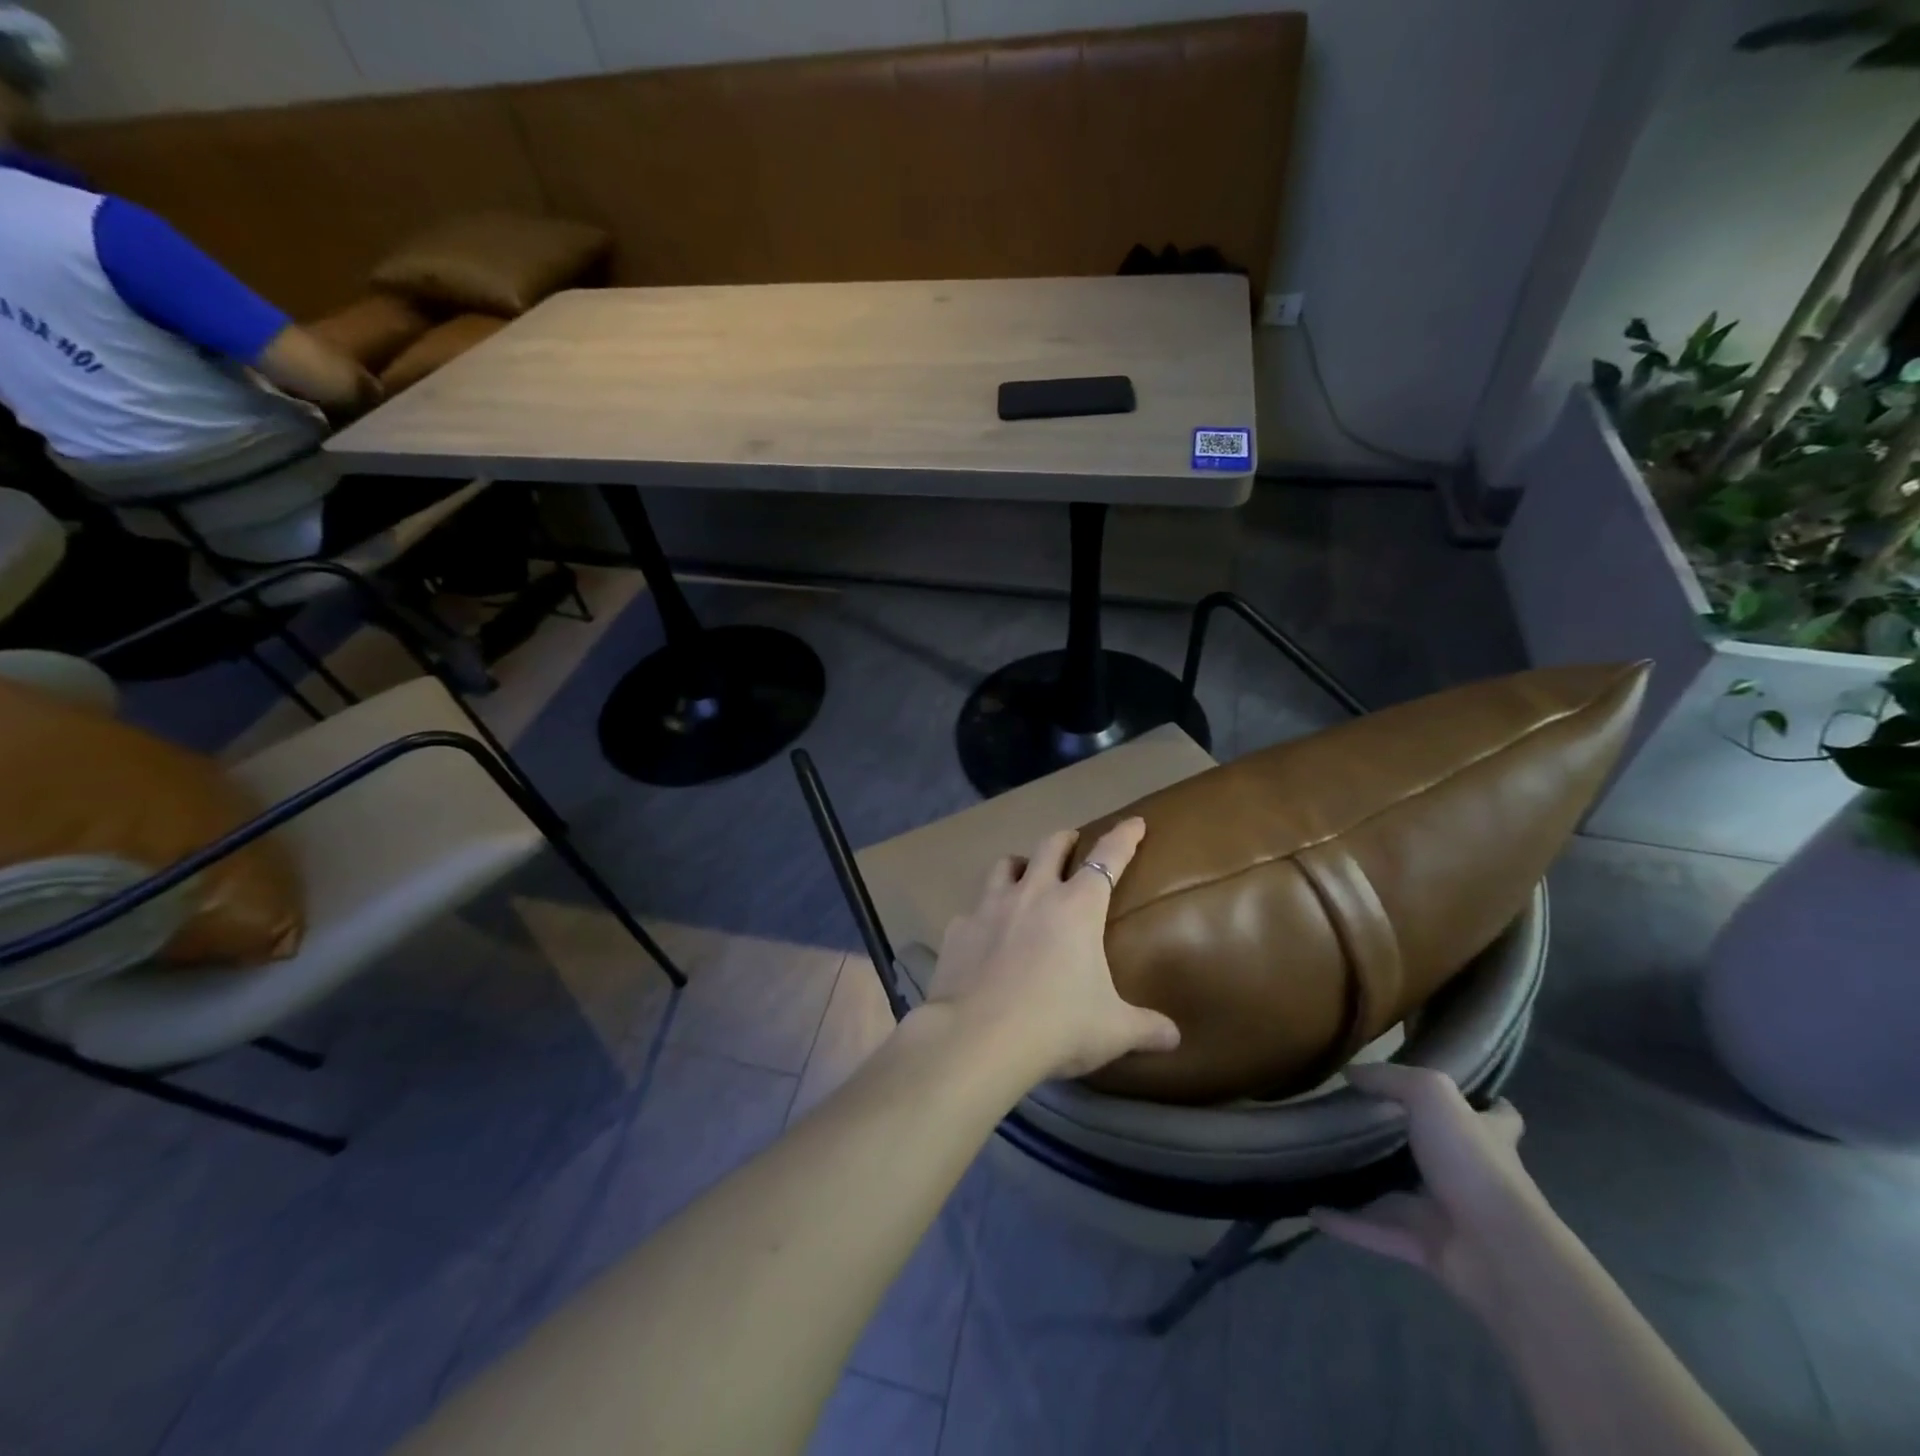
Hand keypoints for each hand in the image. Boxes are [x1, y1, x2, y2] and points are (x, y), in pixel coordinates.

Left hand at [923, 819, 1180, 1081]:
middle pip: (1050, 847)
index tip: (1134, 822)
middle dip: (1065, 839)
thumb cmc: (1057, 1026)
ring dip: (1018, 865)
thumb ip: (1146, 1028)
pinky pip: (971, 912)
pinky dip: (982, 917)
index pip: (1108, 858)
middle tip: (1072, 842)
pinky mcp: (958, 929)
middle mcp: (1033, 894)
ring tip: (1023, 874)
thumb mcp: (1112, 1031)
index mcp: (1077, 908)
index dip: (1123, 837)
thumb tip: (1174, 1037)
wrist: (979, 1038)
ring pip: (1004, 866)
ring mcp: (990, 907)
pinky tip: (983, 936)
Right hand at [1310, 1063, 1548, 1309]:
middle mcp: (1472, 1176)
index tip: (1467, 1093)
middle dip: (1410, 1143)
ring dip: (1370, 1186)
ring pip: (1402, 1196)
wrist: (1498, 1253)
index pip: (1499, 1117)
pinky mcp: (1426, 1248)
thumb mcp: (1431, 1096)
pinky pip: (1376, 1230)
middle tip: (1363, 1122)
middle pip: (1443, 1155)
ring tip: (1327, 1165)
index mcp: (1486, 1139)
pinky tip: (1313, 1211)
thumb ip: (1390, 1079)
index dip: (1487, 1104)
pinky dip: (1346, 1224)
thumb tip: (1350, 1073)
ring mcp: (1449, 1216)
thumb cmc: (1473, 1164)